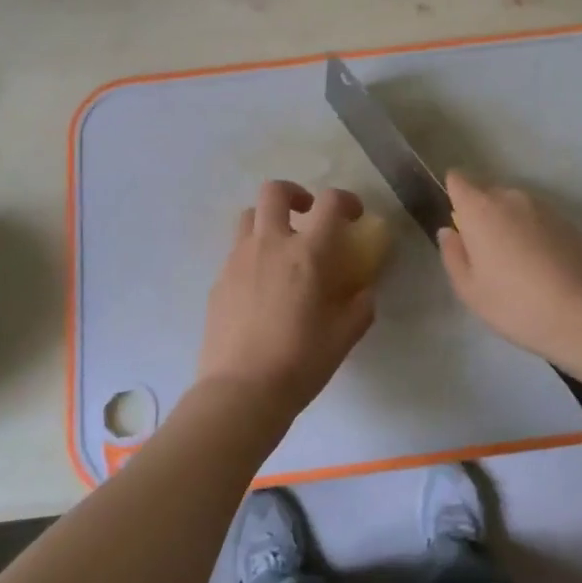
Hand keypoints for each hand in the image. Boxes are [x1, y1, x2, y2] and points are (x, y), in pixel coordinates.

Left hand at [194, 180, 377, 418]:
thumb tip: (363, 291)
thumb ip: (360, 306)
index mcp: (307, 254)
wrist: (241, 391)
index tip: (353, 215)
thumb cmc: (301, 362)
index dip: (346, 200)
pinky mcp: (218, 281)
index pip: (330, 203)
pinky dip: (252, 255)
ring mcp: (238, 260)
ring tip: (280, 248)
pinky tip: (261, 287)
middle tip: (306, 214)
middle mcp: (270, 245)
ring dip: (268, 220)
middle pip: (274, 192)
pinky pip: (236, 252)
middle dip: (294, 193)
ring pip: (248, 217)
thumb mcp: (345, 336)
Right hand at [438, 169, 581, 361]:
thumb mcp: (468, 288)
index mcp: (479, 209)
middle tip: (484, 249)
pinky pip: (538, 218)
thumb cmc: (512, 303)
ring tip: (515, 259)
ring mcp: (542, 207)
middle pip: (487, 192)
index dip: (453, 193)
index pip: (458, 179)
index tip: (456, 218)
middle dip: (481, 212)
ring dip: (509, 221)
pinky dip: (533, 231)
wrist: (578, 315)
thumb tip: (450, 231)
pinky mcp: (566, 222)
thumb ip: (453, 253)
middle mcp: (510, 198)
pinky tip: (540, 263)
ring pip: (515, 205)